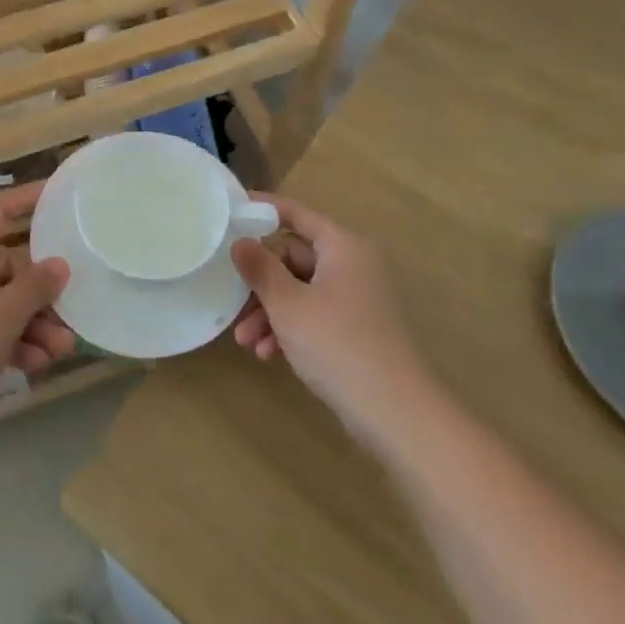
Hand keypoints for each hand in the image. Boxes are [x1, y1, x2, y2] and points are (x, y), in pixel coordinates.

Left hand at [0, 184, 75, 440]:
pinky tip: (34, 366)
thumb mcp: (1, 317)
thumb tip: (58, 265)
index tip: (59, 196)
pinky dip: (7, 342)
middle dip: (41, 295)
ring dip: (30, 324)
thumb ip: (35, 288)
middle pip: (5, 266)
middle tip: (72, 316)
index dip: (28, 199)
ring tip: (61, 351)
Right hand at [231, 195, 421, 434]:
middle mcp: (351, 265)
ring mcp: (355, 298)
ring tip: (246, 342)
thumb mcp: (288, 305)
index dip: (262, 210)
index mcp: (342, 247)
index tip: (230, 211)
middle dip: (260, 285)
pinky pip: (313, 315)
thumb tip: (240, 241)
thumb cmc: (337, 344)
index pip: (296, 214)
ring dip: (270, 313)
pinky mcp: (355, 329)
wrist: (395, 413)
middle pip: (293, 258)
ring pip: (299, 291)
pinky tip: (268, 354)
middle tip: (233, 305)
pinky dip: (290, 329)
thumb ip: (260, 269)